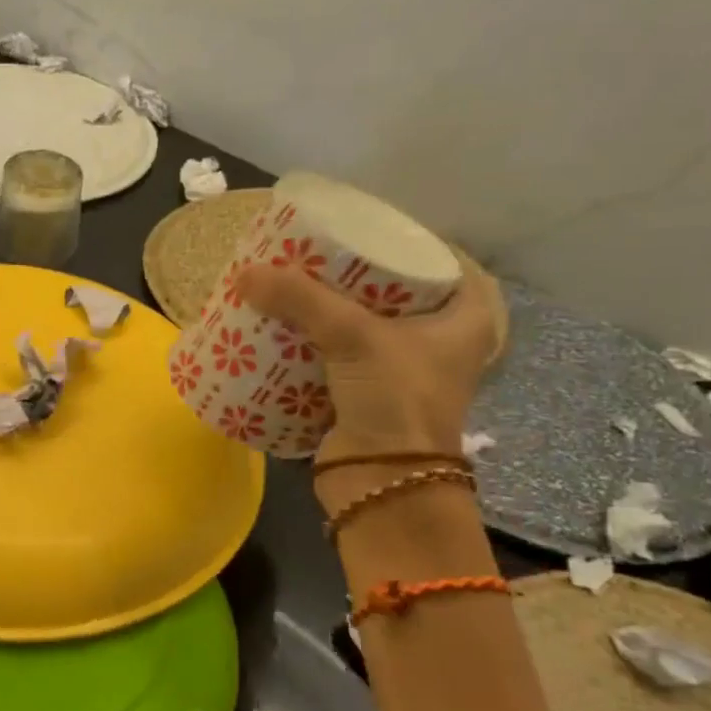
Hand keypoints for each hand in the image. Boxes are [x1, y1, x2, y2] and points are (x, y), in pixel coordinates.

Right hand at [236, 253, 497, 466]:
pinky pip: (338, 355)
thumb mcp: (355, 337)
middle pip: (392, 292)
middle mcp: (439, 342)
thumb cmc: (395, 400)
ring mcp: (401, 371)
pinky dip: (314, 342)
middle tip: (312, 253)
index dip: (402, 239)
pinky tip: (285, 327)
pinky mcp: (365, 395)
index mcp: (465, 319)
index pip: (439, 260)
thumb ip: (301, 299)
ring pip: (362, 324)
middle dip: (350, 275)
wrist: (383, 483)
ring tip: (291, 284)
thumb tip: (244, 274)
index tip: (358, 228)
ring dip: (327, 309)